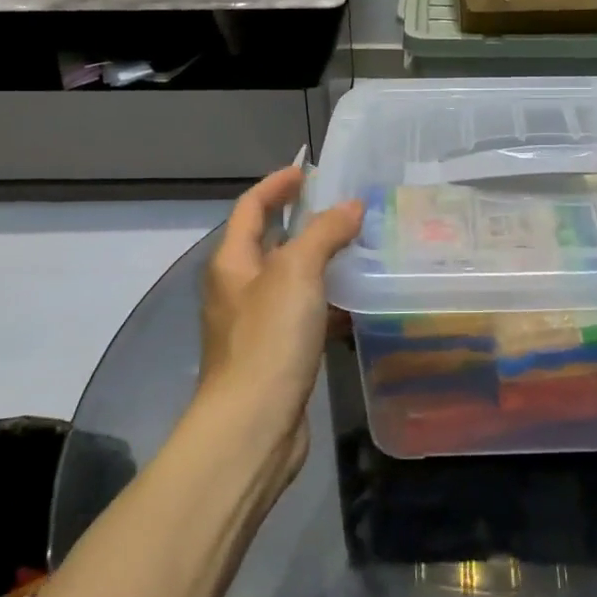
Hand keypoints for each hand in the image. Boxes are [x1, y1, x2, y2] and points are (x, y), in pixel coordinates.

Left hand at [200, 166, 364, 480]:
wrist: (253, 425)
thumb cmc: (269, 339)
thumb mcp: (297, 273)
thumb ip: (324, 233)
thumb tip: (350, 206)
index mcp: (233, 262)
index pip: (251, 208)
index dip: (277, 184)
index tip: (309, 171)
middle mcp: (240, 288)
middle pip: (272, 242)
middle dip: (306, 222)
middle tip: (347, 209)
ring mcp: (257, 323)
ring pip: (293, 280)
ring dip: (323, 262)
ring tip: (362, 248)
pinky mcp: (277, 354)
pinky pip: (305, 314)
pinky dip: (329, 302)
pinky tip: (359, 304)